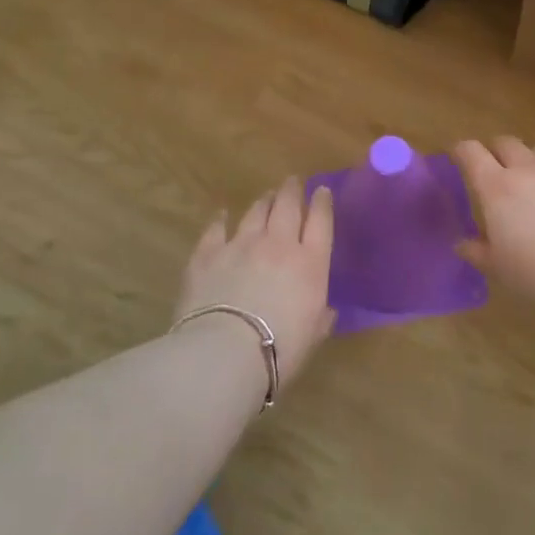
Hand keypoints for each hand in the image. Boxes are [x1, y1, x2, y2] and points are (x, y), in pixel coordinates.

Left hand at [175, 178, 335, 384]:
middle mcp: (278, 244)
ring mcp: (241, 245)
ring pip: (255, 212)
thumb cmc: (280, 349)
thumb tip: (326, 311)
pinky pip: (216, 229)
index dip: (322, 202)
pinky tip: (222, 215)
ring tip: (266, 196)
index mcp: (310, 262)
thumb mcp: (313, 336)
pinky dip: (221, 220)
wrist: (224, 353)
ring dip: (263, 201)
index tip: (321, 190)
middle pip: (287, 206)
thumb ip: (321, 317)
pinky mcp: (208, 254)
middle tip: (293, 182)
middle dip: (292, 190)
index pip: (321, 221)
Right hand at [452, 138, 534, 314]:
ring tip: (532, 185)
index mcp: (497, 187)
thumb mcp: (497, 268)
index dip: (460, 151)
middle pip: (506, 142)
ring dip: (529, 162)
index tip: (457, 158)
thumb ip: (476, 250)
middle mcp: (528, 170)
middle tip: (495, 173)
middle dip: (495, 152)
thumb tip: (462, 243)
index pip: (471, 152)